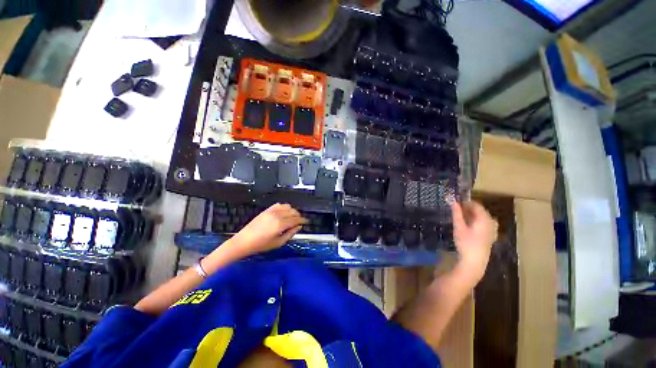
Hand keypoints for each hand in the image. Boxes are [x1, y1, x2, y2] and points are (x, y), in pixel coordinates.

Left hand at [228, 203, 307, 256]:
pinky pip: (279, 205)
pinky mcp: (266, 210)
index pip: (296, 219)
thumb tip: (299, 227)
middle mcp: (277, 215)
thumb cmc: (261, 245)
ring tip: (292, 217)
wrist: (244, 241)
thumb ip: (291, 233)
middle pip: (293, 211)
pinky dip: (284, 207)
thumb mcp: (278, 243)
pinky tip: (284, 213)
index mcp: (281, 224)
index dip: (303, 220)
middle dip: (298, 215)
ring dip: (292, 210)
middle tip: (299, 221)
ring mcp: (271, 211)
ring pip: (287, 206)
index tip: (306, 221)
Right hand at [451, 201, 497, 282]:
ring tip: (460, 217)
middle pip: (479, 211)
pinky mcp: (490, 235)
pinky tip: (467, 226)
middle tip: (455, 210)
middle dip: (467, 208)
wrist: (474, 261)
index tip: (455, 202)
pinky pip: (483, 223)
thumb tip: (452, 200)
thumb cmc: (466, 243)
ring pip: (481, 217)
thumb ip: (456, 213)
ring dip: (471, 215)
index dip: (465, 202)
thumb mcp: (459, 227)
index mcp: (485, 219)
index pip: (476, 205)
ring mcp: (492, 229)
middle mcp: (491, 222)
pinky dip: (475, 221)